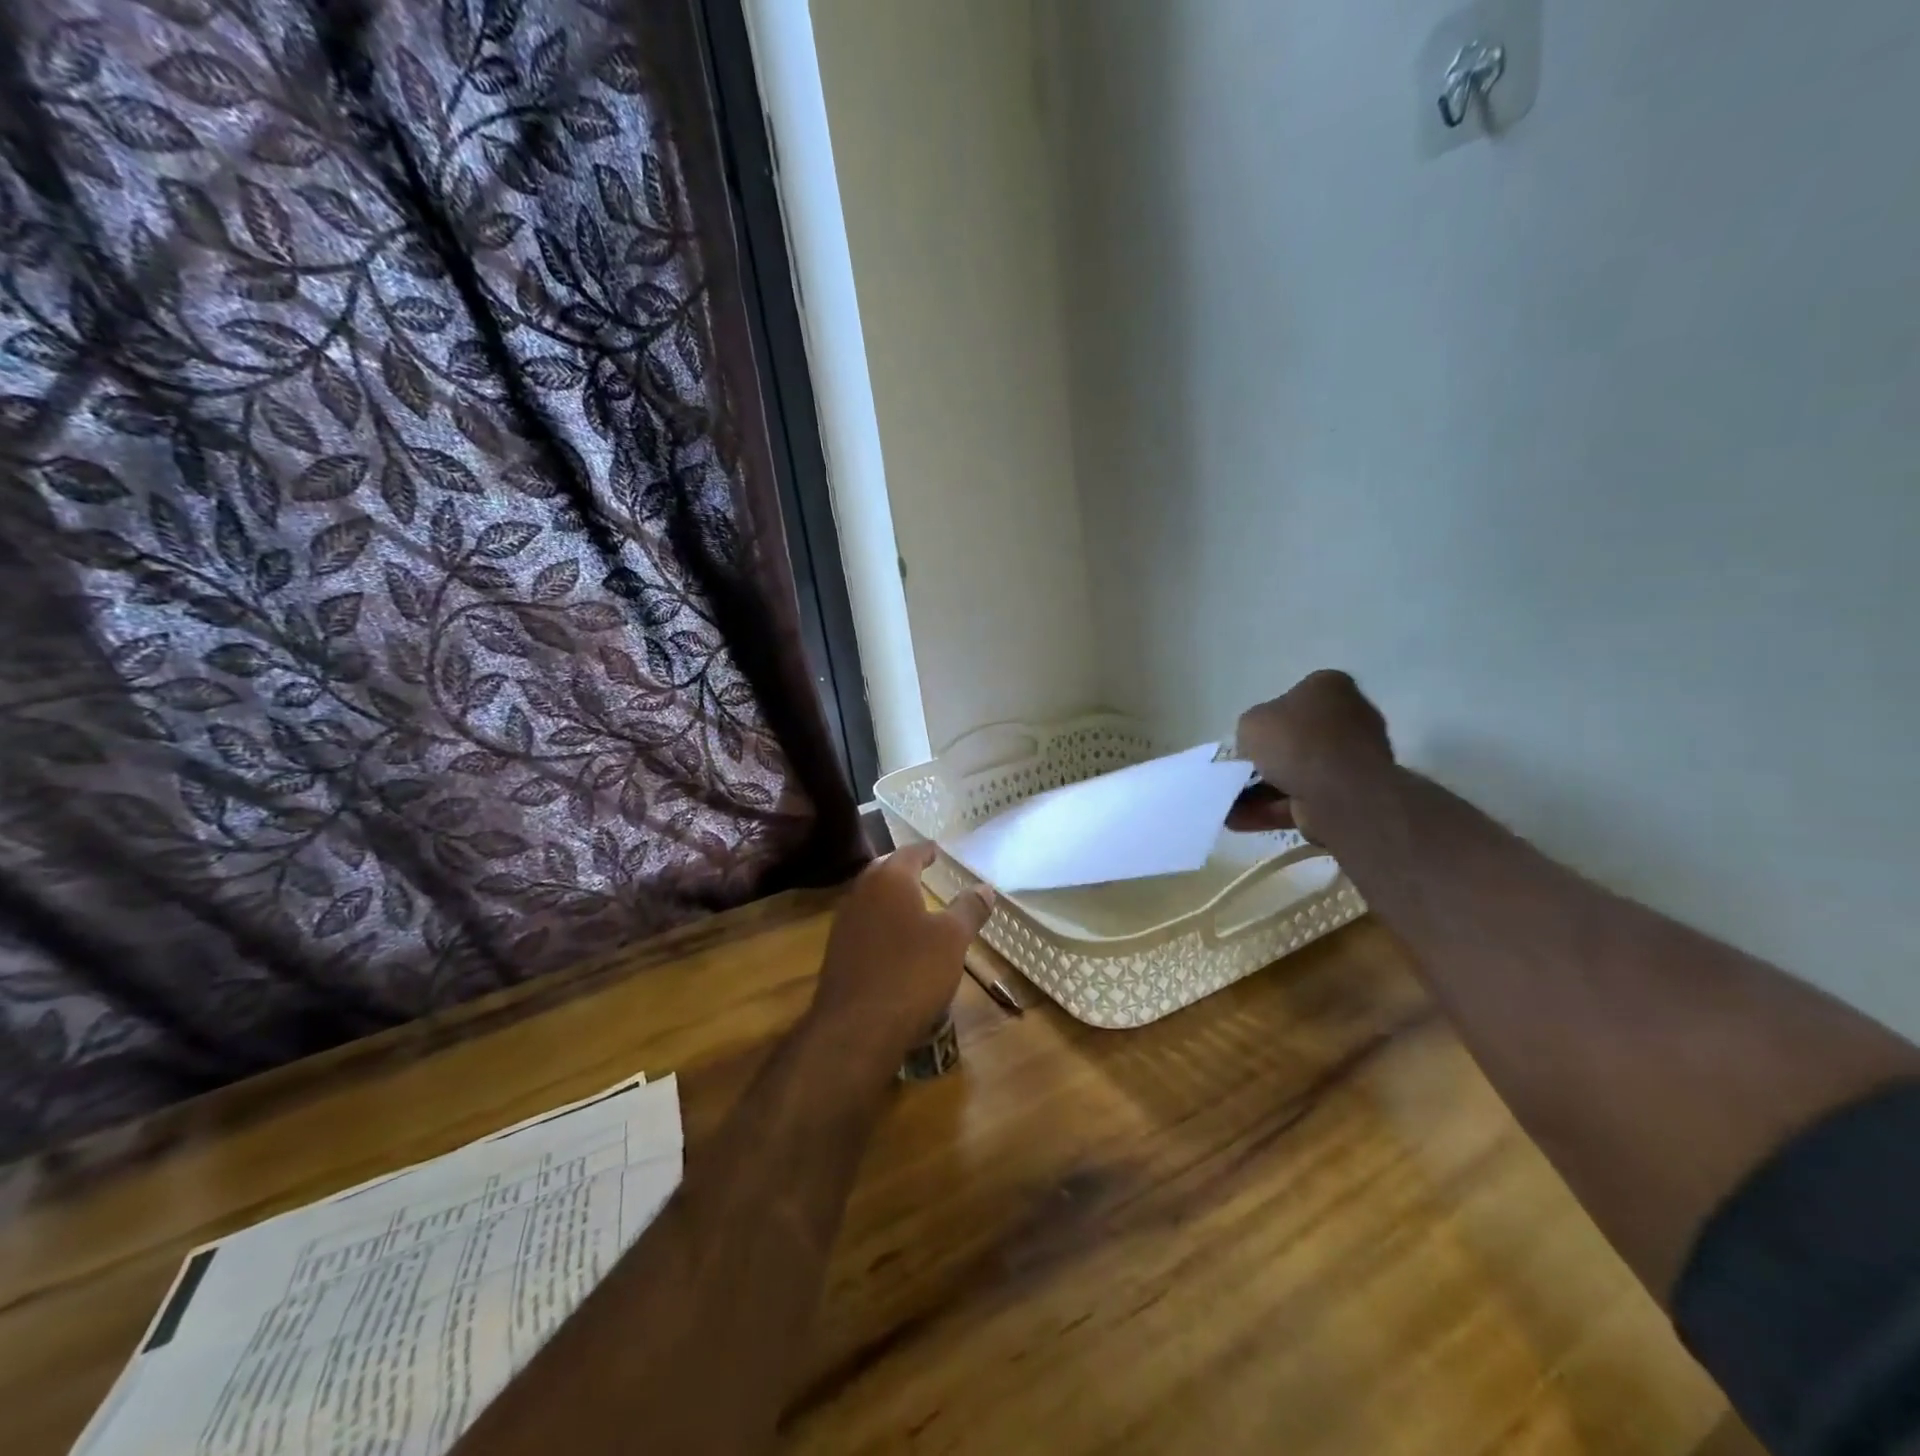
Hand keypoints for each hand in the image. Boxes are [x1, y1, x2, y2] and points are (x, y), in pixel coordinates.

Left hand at [804, 843, 994, 1078]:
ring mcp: (844, 923)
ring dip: (889, 895)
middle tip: (922, 869)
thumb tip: (984, 888)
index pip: (909, 853)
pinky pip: (862, 923)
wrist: (856, 1027)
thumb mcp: (953, 939)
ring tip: (910, 903)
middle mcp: (861, 892)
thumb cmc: (912, 972)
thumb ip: (969, 909)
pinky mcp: (836, 952)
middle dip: (903, 868)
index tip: (937, 850)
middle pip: (883, 870)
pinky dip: (879, 921)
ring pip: (869, 897)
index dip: (925, 851)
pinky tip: (893, 938)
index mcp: (890, 879)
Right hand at [1227, 670, 1394, 840]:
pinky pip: (1301, 800)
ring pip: (1297, 773)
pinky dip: (1271, 810)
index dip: (1267, 718)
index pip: (1294, 697)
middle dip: (1265, 758)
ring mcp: (1351, 759)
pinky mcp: (1348, 795)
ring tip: (1227, 804)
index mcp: (1329, 688)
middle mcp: (1348, 718)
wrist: (1340, 792)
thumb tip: (1257, 743)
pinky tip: (1238, 821)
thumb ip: (1250, 729)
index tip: (1248, 737)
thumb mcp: (1252, 722)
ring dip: (1260, 790)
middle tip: (1236, 771)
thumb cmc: (1295, 741)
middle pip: (1297, 738)